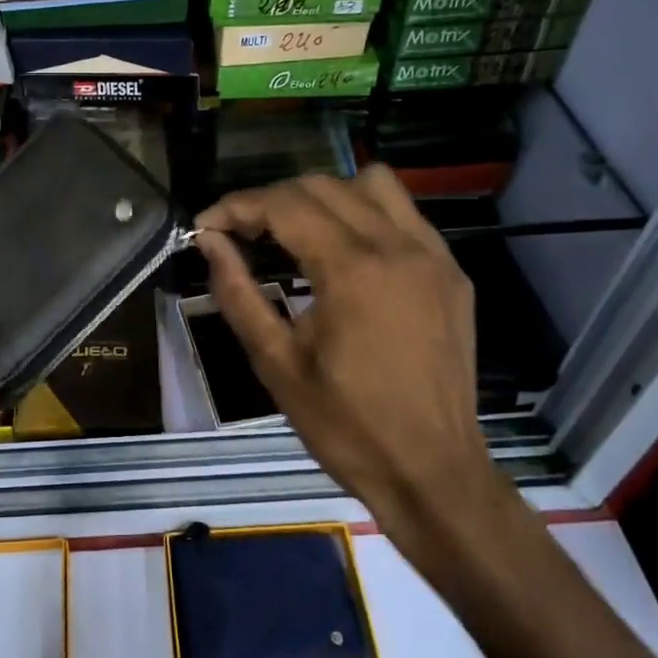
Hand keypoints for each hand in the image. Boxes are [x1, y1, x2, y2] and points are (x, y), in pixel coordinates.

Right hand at [195, 167, 501, 536]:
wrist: (432, 472)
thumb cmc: (346, 425)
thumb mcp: (276, 363)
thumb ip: (237, 292)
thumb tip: (209, 241)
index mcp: (352, 270)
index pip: (284, 205)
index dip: (236, 207)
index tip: (206, 226)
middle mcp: (397, 246)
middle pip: (322, 186)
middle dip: (272, 199)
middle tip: (242, 233)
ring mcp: (433, 255)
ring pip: (371, 184)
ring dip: (324, 196)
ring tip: (296, 231)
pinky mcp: (451, 272)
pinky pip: (405, 214)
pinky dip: (366, 214)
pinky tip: (346, 251)